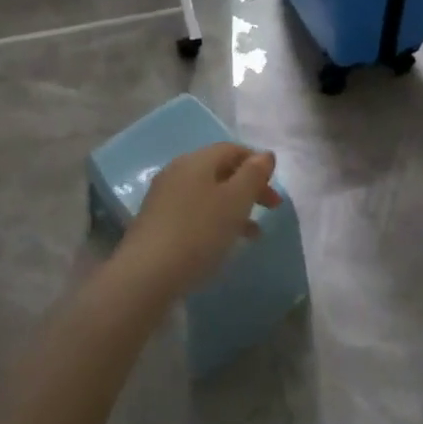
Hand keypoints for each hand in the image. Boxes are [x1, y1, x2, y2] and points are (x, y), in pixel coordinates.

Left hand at [115, 143, 280, 298]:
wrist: (147, 274)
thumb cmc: (199, 232)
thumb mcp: (235, 201)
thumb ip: (253, 175)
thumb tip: (265, 155)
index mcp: (197, 160)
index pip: (232, 149)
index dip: (257, 163)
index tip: (276, 186)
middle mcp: (178, 171)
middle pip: (220, 170)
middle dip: (248, 186)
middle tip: (272, 208)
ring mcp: (164, 196)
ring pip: (208, 193)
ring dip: (234, 206)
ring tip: (254, 233)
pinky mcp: (156, 222)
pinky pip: (194, 211)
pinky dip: (214, 220)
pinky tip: (222, 242)